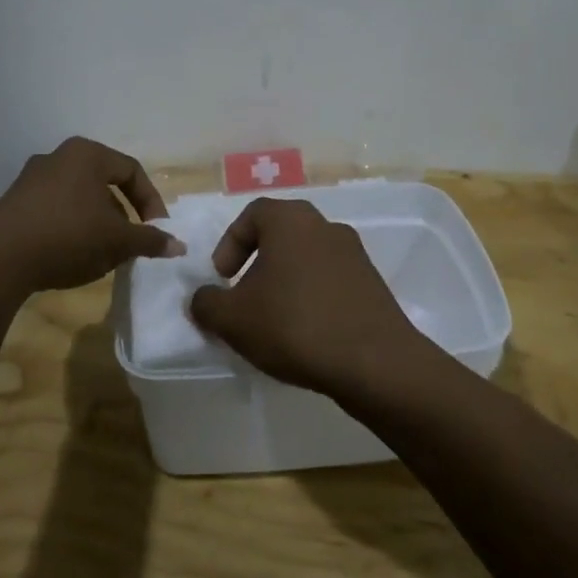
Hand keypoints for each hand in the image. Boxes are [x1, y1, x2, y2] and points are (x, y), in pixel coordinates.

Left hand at [0, 137, 182, 293]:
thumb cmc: (68, 236)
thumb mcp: (117, 241)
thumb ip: (149, 240)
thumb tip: (179, 246)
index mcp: (86, 154)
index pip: (131, 171)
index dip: (151, 202)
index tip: (157, 231)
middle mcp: (58, 156)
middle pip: (104, 183)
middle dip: (123, 215)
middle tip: (130, 243)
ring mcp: (32, 178)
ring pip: (79, 198)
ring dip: (98, 223)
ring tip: (103, 254)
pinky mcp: (14, 202)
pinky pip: (55, 209)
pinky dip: (72, 228)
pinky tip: (72, 256)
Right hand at [188, 197, 433, 398]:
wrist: (375, 363)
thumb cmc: (295, 325)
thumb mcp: (233, 319)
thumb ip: (206, 303)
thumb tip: (202, 298)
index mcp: (290, 220)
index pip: (252, 215)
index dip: (229, 244)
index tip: (222, 279)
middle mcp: (324, 226)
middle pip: (280, 235)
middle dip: (256, 265)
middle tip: (244, 299)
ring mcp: (354, 254)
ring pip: (306, 259)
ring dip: (285, 283)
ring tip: (273, 322)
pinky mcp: (372, 284)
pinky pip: (330, 281)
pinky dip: (312, 298)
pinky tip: (305, 334)